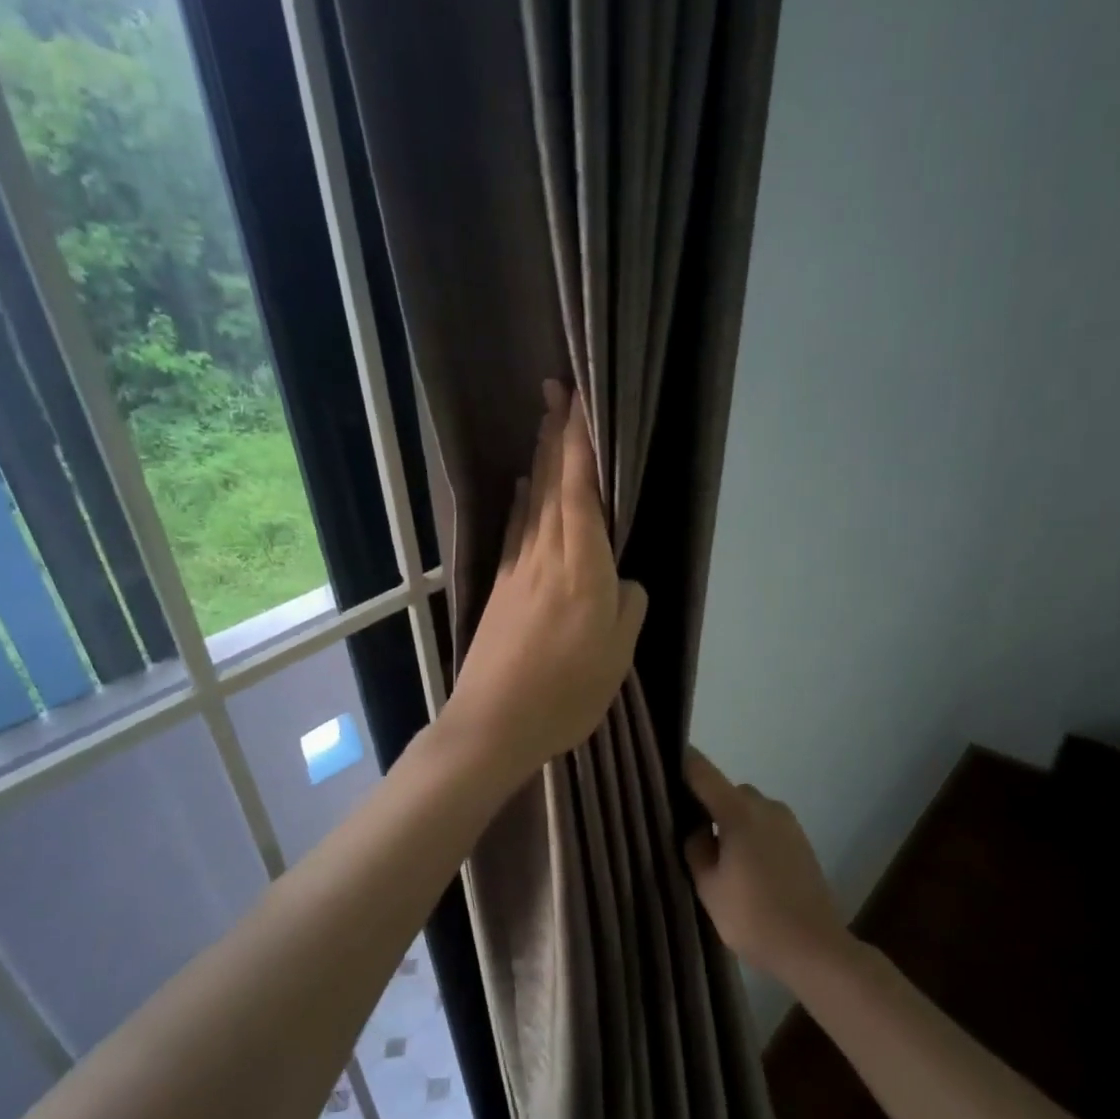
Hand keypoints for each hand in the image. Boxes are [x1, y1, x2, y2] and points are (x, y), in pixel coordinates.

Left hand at [446, 381, 647, 783]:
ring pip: (532, 504)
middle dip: (556, 438)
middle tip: (557, 393)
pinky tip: (521, 490)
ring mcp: (519, 572)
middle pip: (551, 487)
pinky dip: (521, 504)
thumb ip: (627, 607)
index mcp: (582, 569)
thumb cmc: (565, 693)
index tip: (579, 404)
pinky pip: (516, 532)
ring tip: (545, 426)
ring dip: (539, 462)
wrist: (492, 724)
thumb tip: (621, 582)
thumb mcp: (617, 656)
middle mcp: (546, 557)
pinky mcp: (501, 590)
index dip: (579, 446)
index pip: (580, 493)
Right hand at [683, 749, 847, 980]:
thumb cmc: (753, 917)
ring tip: (721, 860)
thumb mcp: (708, 886)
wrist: (814, 947)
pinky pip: (766, 825)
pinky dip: (751, 836)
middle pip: (726, 791)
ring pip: (748, 809)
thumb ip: (696, 848)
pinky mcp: (801, 841)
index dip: (681, 763)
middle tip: (691, 837)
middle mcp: (765, 806)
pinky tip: (746, 870)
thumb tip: (697, 827)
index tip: (662, 762)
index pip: (702, 771)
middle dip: (708, 806)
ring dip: (732, 823)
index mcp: (738, 811)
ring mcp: (788, 822)